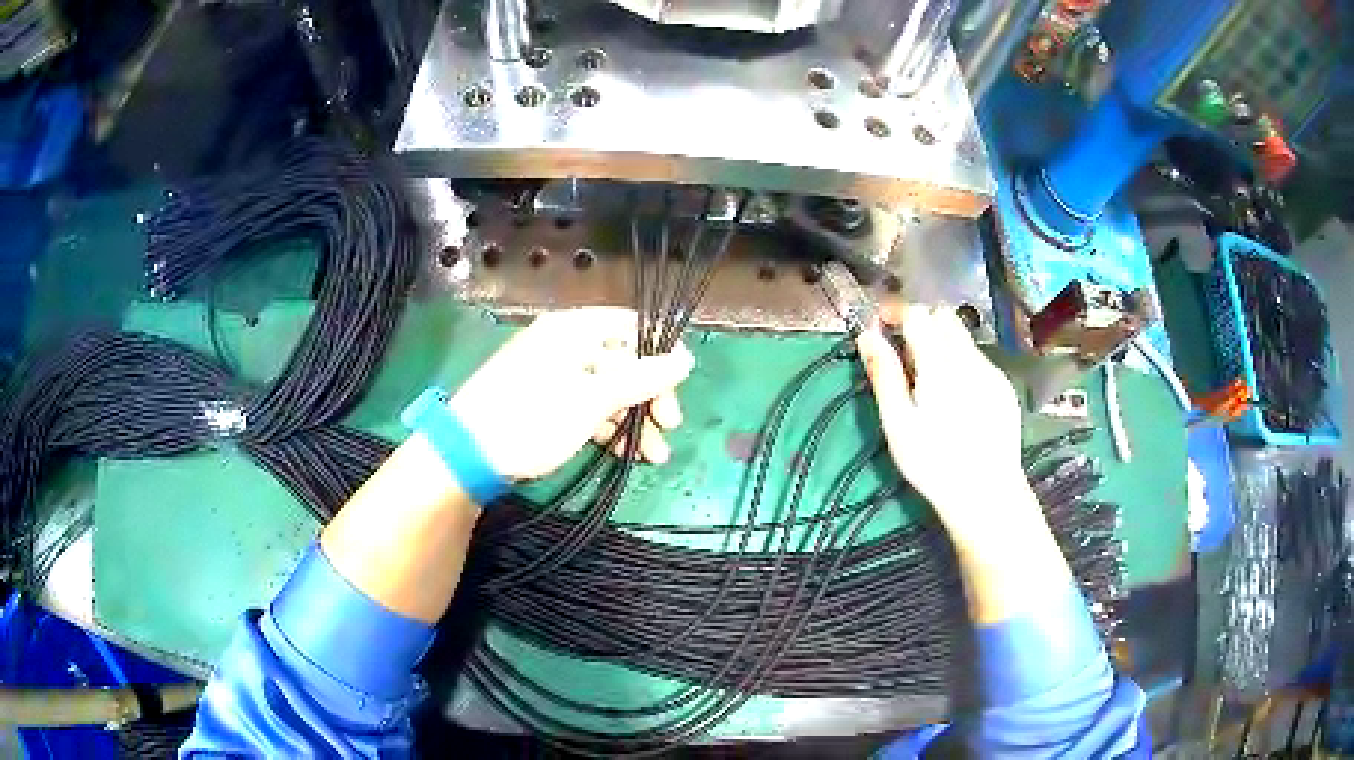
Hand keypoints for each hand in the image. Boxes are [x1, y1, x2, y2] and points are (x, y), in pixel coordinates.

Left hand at [450, 307, 693, 480]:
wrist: (467, 454)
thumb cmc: (533, 419)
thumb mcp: (593, 400)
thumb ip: (641, 378)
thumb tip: (686, 358)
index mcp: (573, 329)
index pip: (630, 325)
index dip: (659, 353)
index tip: (679, 387)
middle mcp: (564, 344)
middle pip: (622, 360)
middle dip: (649, 396)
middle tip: (668, 427)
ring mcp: (553, 374)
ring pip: (607, 388)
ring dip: (633, 419)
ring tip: (652, 456)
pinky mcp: (545, 402)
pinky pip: (587, 405)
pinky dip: (608, 426)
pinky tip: (624, 454)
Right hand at [856, 304, 1028, 532]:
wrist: (987, 493)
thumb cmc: (933, 463)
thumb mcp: (898, 423)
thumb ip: (884, 374)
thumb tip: (867, 336)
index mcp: (939, 362)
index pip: (916, 313)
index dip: (895, 312)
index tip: (879, 326)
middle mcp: (969, 357)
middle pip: (943, 316)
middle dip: (920, 323)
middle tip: (903, 354)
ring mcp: (991, 371)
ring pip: (962, 338)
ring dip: (941, 343)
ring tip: (928, 382)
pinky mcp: (1004, 388)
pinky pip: (978, 359)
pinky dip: (961, 363)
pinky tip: (956, 400)